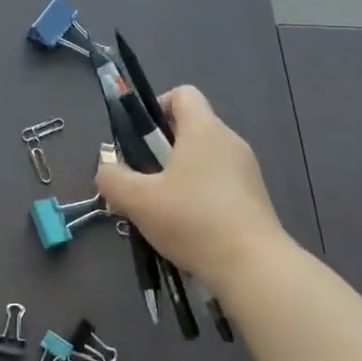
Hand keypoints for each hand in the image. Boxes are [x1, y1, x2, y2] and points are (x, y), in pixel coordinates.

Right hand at [96, 85, 287, 290]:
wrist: (253, 266)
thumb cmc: (193, 220)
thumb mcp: (138, 200)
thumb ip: (112, 179)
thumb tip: (106, 168)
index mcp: (204, 129)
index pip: (183, 94)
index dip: (157, 107)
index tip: (141, 140)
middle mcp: (230, 140)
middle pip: (192, 128)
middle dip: (162, 150)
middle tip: (143, 181)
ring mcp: (247, 170)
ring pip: (205, 159)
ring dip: (181, 176)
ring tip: (162, 210)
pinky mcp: (256, 198)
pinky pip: (221, 184)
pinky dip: (201, 196)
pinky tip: (189, 229)